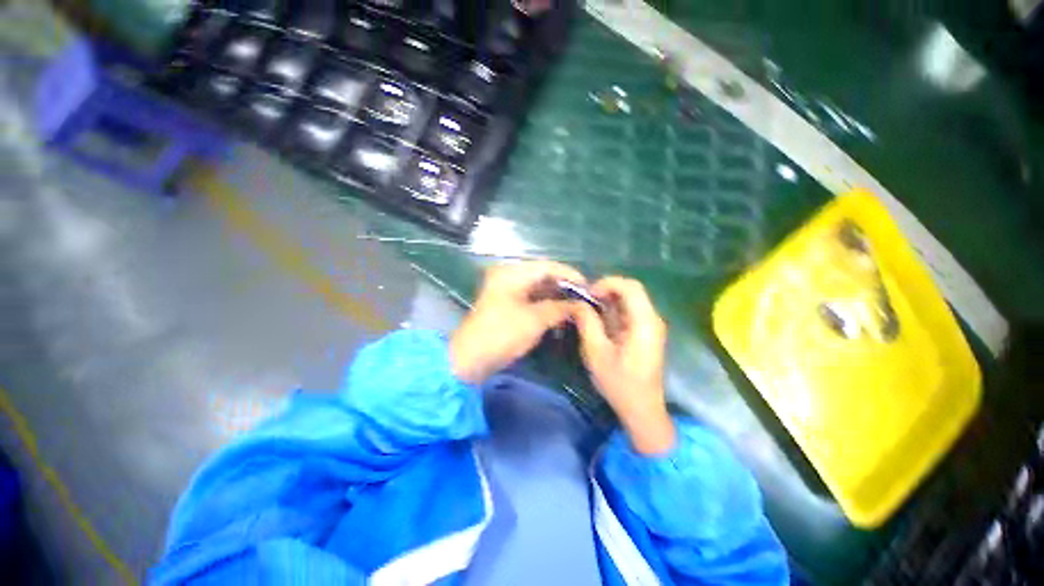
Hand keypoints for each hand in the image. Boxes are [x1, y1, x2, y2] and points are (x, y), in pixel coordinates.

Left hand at [450, 261, 585, 384]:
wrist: (470, 359)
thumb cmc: (502, 334)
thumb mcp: (535, 320)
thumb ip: (560, 308)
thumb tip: (580, 305)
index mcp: (513, 273)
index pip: (548, 266)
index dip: (570, 275)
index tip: (589, 288)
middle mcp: (509, 276)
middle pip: (544, 276)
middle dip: (565, 288)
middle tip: (585, 300)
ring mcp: (507, 290)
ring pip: (538, 289)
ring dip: (557, 298)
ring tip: (576, 309)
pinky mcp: (507, 304)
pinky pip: (531, 299)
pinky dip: (546, 306)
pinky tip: (560, 315)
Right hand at [571, 277, 674, 454]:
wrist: (642, 409)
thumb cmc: (619, 383)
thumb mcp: (596, 352)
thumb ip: (587, 323)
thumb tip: (577, 303)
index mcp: (644, 322)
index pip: (630, 287)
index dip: (607, 283)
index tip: (587, 294)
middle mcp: (652, 319)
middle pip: (631, 290)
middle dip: (607, 289)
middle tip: (585, 299)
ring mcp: (651, 326)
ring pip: (631, 300)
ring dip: (609, 299)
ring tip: (589, 308)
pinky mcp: (647, 333)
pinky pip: (630, 312)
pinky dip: (614, 310)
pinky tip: (599, 320)